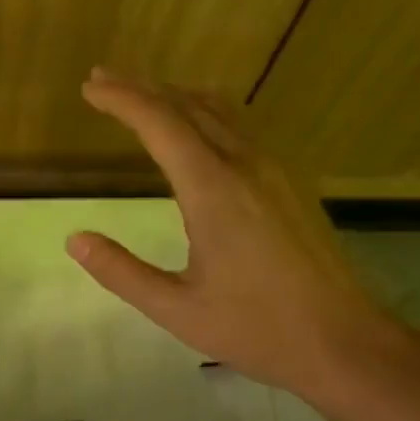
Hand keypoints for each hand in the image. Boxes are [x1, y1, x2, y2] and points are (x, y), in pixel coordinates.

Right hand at [66, 70, 403, 406]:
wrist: (343, 341)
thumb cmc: (256, 328)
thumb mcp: (176, 309)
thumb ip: (122, 272)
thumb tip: (76, 239)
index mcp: (213, 190)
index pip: (160, 124)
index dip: (122, 100)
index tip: (90, 88)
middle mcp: (245, 166)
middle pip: (189, 106)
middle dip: (142, 88)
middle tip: (103, 80)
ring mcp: (274, 170)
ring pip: (221, 111)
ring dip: (177, 96)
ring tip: (144, 94)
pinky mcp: (290, 184)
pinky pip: (243, 127)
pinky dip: (207, 112)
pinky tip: (200, 127)